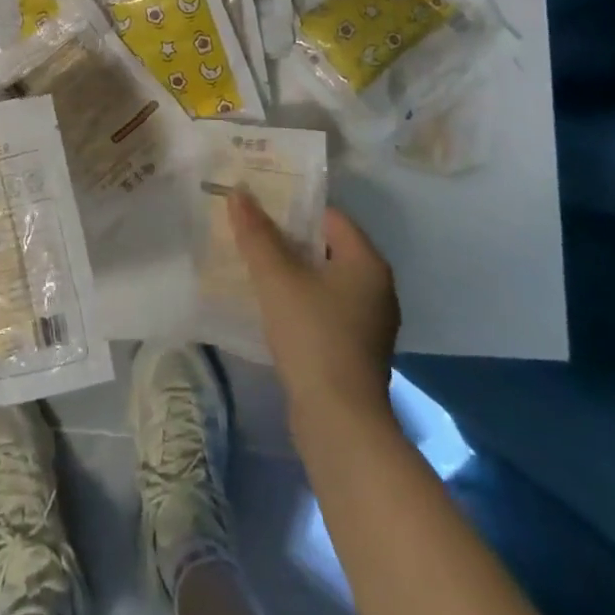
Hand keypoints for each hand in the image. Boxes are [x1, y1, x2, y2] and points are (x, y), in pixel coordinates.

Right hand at [229, 192, 398, 431]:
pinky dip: (302, 301)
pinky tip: (272, 307)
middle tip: (250, 233)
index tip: (259, 207)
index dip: (293, 207)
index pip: (329, 216)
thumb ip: (256, 233)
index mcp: (367, 262)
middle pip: (327, 247)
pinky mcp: (357, 350)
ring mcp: (370, 322)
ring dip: (293, 272)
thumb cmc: (312, 336)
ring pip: (325, 280)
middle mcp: (377, 287)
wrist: (339, 422)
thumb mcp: (277, 278)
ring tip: (254, 266)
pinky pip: (326, 309)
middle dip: (289, 239)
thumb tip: (238, 192)